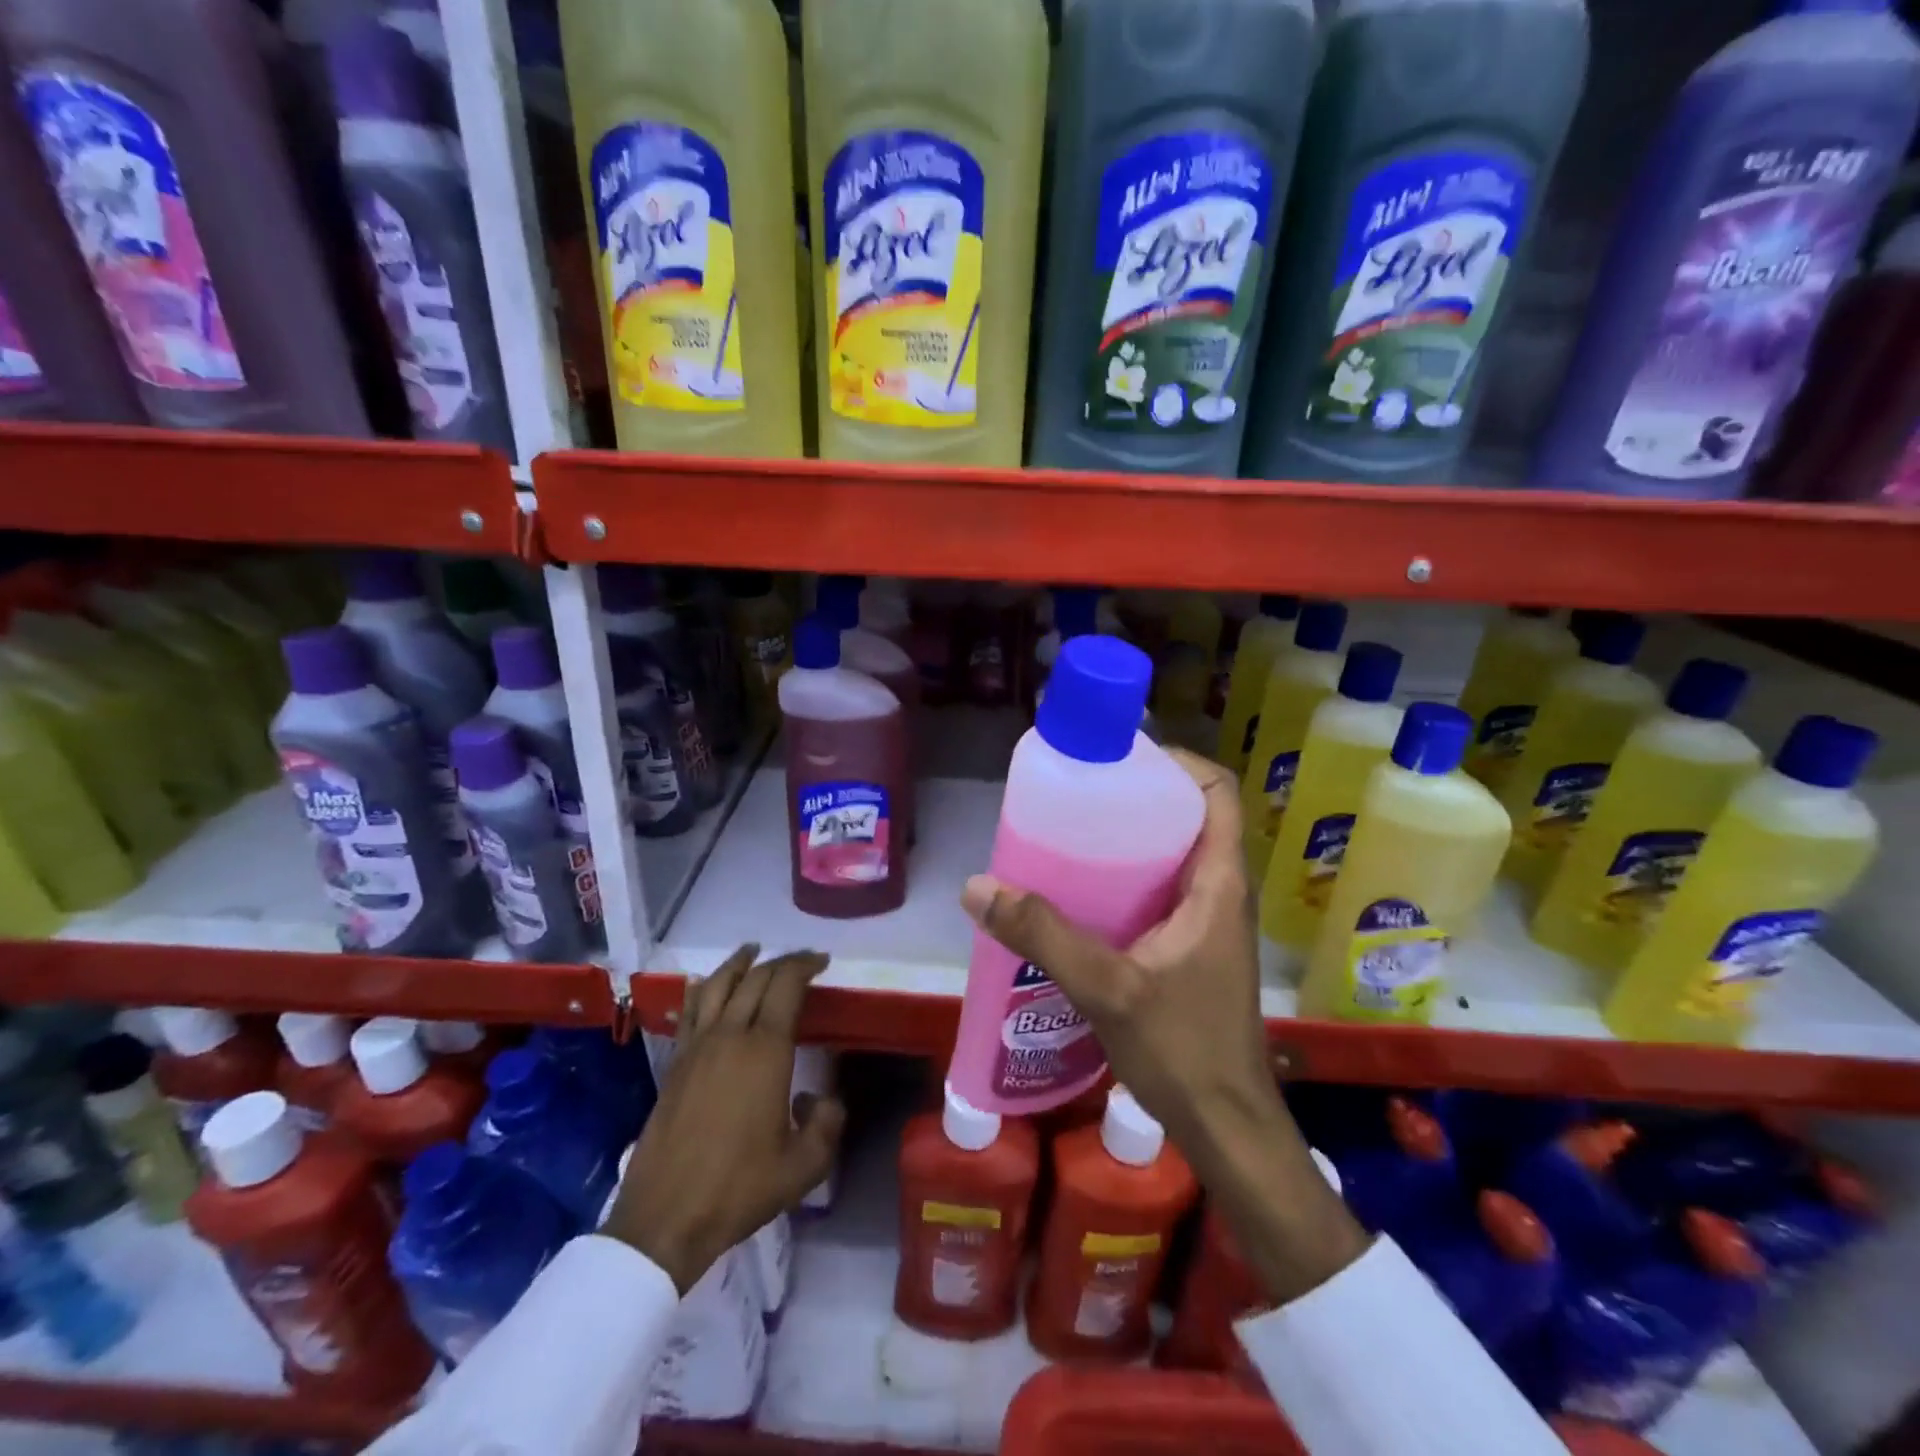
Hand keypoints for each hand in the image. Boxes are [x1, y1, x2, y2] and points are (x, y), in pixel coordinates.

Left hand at [602, 946, 845, 1292]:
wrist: (666, 1218)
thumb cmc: (740, 1189)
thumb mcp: (804, 1166)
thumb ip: (827, 1124)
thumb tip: (821, 1098)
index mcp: (765, 1050)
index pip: (786, 986)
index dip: (805, 965)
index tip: (822, 961)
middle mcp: (730, 1036)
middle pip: (755, 979)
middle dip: (781, 961)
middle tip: (801, 961)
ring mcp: (696, 1047)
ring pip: (717, 985)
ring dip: (738, 963)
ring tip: (752, 952)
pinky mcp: (674, 1064)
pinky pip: (690, 1010)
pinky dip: (704, 988)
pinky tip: (707, 986)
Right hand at [960, 749, 1367, 1301]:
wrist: (1227, 1127)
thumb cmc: (1184, 1049)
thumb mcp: (1107, 987)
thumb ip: (1043, 935)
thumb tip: (979, 886)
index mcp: (1218, 882)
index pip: (1217, 792)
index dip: (1177, 763)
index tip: (1121, 760)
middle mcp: (1221, 892)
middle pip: (1190, 817)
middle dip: (1138, 798)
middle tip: (1080, 796)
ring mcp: (1210, 922)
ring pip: (1174, 856)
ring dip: (1130, 841)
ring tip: (1071, 837)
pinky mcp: (1194, 948)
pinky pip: (1163, 892)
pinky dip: (1128, 881)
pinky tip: (1081, 898)